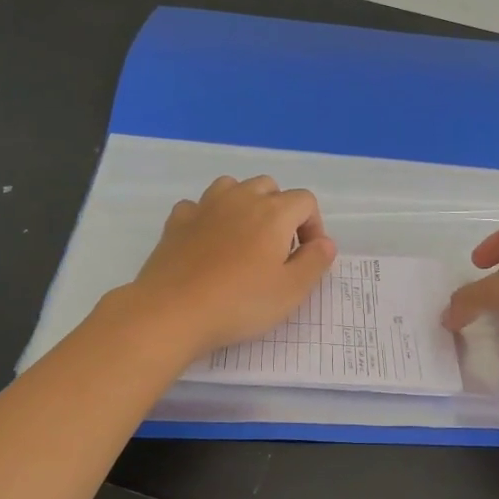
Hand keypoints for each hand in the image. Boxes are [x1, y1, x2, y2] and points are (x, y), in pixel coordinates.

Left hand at [124, 175, 336, 359]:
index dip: (313, 226)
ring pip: (233, 187)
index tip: (307, 257)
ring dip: (245, 205)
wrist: (172, 311)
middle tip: (278, 250)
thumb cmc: (240, 303)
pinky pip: (199, 205)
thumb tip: (325, 243)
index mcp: (274, 213)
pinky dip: (209, 217)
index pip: (305, 201)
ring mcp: (205, 207)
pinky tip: (209, 242)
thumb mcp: (291, 291)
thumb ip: (315, 262)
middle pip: (269, 187)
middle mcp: (240, 199)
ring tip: (245, 239)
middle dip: (280, 211)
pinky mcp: (176, 221)